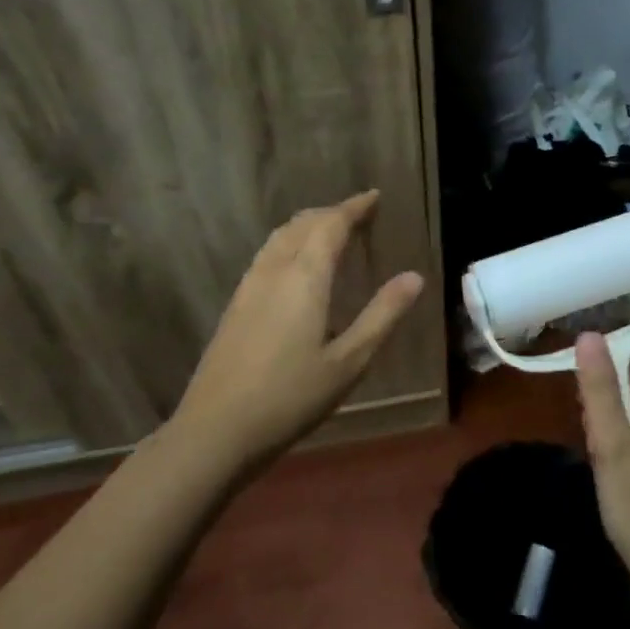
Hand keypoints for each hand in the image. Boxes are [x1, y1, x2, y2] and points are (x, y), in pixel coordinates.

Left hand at [170, 191, 423, 475]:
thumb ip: (382, 315)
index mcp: (305, 277)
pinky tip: (297, 267)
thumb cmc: (291, 397)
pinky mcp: (236, 305)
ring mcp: (249, 286)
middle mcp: (274, 270)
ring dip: (308, 225)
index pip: (331, 224)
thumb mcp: (349, 361)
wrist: (215, 431)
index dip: (354, 207)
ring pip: (280, 237)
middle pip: (303, 224)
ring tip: (331, 232)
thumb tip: (414, 276)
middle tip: (359, 214)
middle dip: (332, 213)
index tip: (374, 197)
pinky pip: (268, 254)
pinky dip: (290, 243)